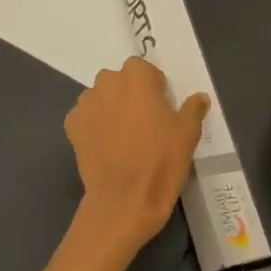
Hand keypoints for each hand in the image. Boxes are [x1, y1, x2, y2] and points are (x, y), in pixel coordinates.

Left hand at [65, 57, 208, 254]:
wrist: (123, 201)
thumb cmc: (160, 161)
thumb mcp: (187, 135)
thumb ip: (193, 109)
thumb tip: (199, 97)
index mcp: (136, 77)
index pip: (143, 68)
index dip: (153, 86)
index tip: (161, 107)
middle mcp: (107, 83)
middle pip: (119, 80)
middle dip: (128, 94)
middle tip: (143, 122)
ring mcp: (86, 104)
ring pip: (100, 97)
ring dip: (109, 108)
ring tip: (122, 136)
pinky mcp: (72, 127)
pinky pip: (84, 118)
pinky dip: (93, 126)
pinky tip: (105, 147)